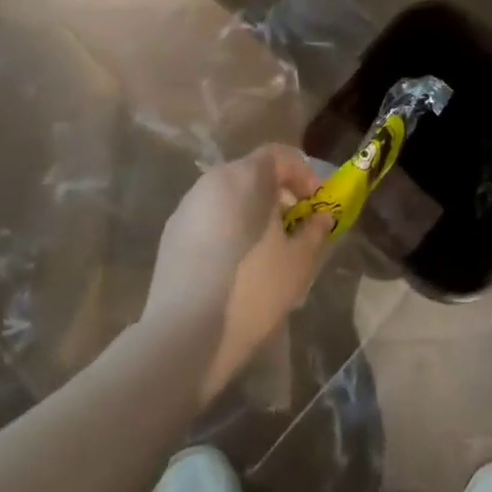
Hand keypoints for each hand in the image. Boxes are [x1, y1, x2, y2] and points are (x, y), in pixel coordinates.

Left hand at [142, 145, 330, 402]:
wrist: (185, 336)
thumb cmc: (253, 289)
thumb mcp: (299, 262)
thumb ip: (315, 231)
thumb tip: (320, 217)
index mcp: (245, 177)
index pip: (279, 155)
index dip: (303, 174)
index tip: (316, 202)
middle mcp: (212, 182)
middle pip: (252, 173)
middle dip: (278, 193)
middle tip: (296, 224)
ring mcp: (186, 207)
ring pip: (228, 196)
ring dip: (252, 210)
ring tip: (267, 247)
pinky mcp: (170, 235)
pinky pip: (209, 218)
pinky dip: (228, 227)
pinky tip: (237, 263)